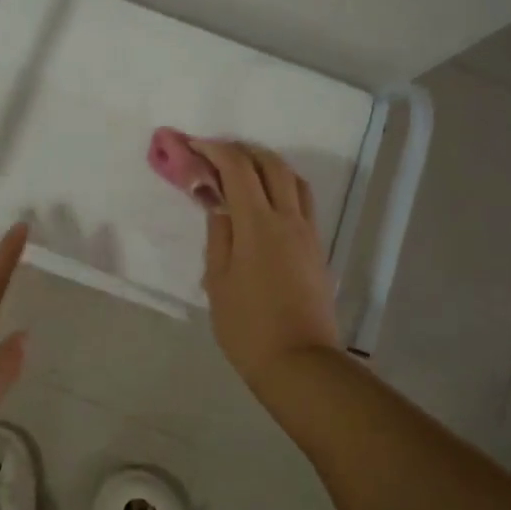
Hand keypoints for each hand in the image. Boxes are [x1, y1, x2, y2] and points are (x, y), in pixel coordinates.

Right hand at [198, 141, 342, 391]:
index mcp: (258, 224)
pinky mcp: (317, 248)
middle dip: (242, 151)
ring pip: (293, 179)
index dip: (214, 150)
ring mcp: (308, 232)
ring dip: (266, 165)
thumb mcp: (217, 281)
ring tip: (242, 174)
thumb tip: (219, 204)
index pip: (238, 168)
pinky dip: (282, 187)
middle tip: (216, 156)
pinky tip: (264, 203)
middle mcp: (288, 218)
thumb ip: (218, 235)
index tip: (193, 146)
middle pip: (270, 164)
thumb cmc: (247, 325)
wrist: (299, 363)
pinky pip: (302, 201)